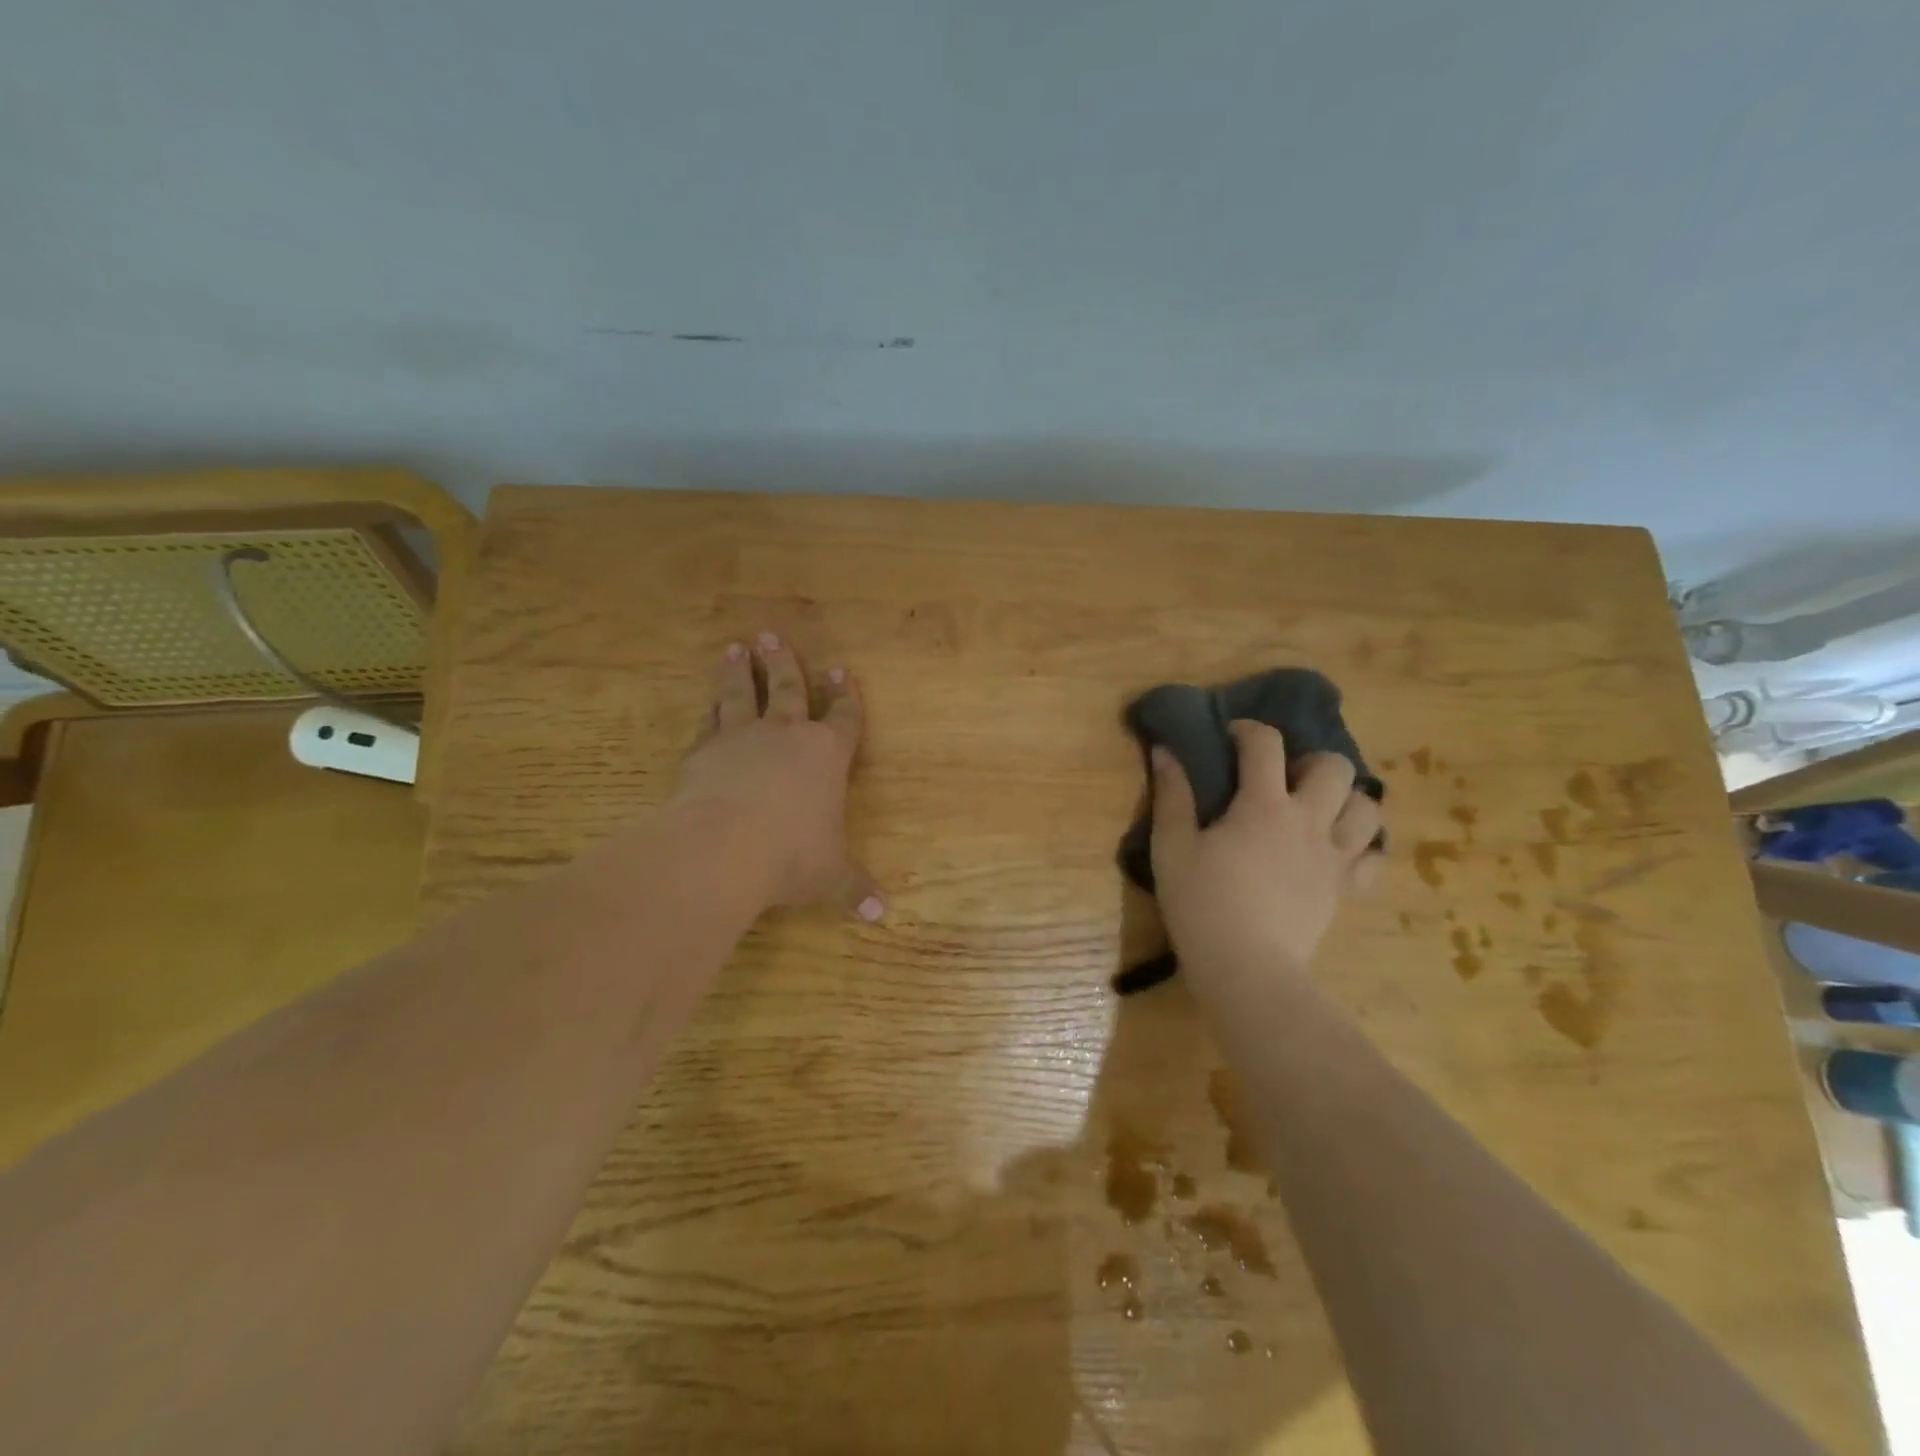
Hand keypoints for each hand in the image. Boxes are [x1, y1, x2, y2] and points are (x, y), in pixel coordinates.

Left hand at [668, 633, 882, 919]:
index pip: (844, 717)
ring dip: (738, 672)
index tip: (841, 671)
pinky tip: (706, 703)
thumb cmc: (792, 856)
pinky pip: (708, 723)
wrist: (723, 848)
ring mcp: (740, 739)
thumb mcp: (831, 876)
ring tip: (735, 648)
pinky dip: (709, 711)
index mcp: (827, 755)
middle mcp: (785, 736)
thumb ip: (853, 889)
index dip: (846, 696)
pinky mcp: (701, 753)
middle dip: (783, 663)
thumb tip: (881, 915)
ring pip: (740, 695)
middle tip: (772, 635)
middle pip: (787, 689)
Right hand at [1149, 721, 1381, 987]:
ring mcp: (1334, 857)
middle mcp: (1308, 821)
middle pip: (1335, 767)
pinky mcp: (1345, 890)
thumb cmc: (1201, 903)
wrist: (1245, 967)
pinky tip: (1339, 851)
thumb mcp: (1172, 847)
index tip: (1231, 738)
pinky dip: (1364, 848)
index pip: (1265, 744)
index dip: (1248, 730)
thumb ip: (1172, 795)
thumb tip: (1166, 750)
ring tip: (1318, 811)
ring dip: (1346, 800)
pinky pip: (1375, 859)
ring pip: (1368, 808)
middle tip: (1284, 779)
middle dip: (1311, 761)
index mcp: (1263, 805)